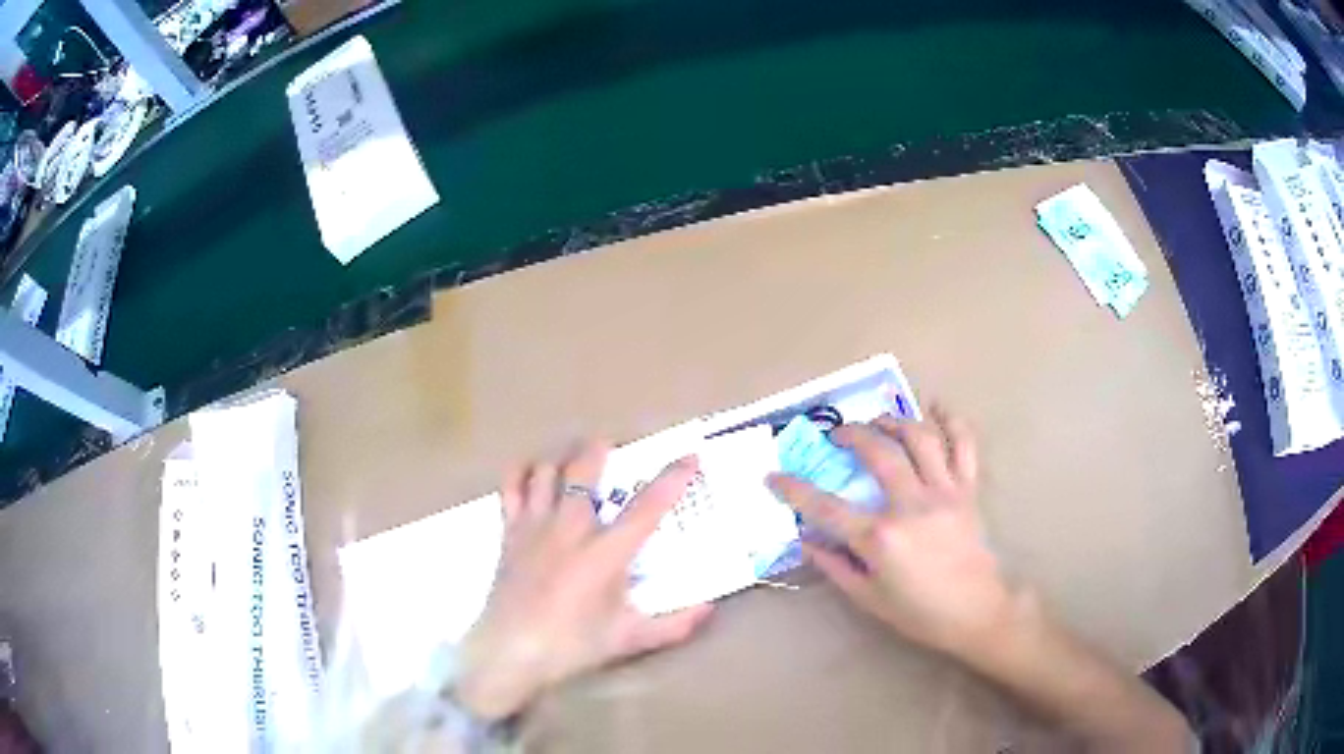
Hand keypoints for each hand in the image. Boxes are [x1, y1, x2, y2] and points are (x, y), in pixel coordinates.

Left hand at [455, 443, 713, 720]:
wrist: (511, 652)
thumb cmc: (572, 646)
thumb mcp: (629, 639)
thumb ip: (674, 625)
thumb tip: (710, 608)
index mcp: (605, 554)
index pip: (646, 508)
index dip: (671, 479)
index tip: (689, 457)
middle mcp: (569, 529)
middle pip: (584, 471)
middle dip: (601, 449)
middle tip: (613, 446)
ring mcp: (534, 527)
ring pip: (547, 472)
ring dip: (563, 460)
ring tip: (575, 460)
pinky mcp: (509, 533)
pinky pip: (511, 488)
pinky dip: (521, 473)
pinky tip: (532, 473)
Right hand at [768, 407, 1013, 658]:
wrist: (976, 613)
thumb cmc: (919, 612)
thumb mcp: (868, 598)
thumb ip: (835, 566)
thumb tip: (806, 540)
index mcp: (881, 537)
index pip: (826, 507)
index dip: (794, 490)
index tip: (773, 476)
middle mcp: (911, 505)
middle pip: (878, 453)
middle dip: (851, 434)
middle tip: (836, 435)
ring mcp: (944, 493)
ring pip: (919, 439)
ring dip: (894, 421)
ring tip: (878, 422)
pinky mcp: (968, 491)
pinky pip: (963, 446)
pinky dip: (951, 422)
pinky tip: (936, 407)